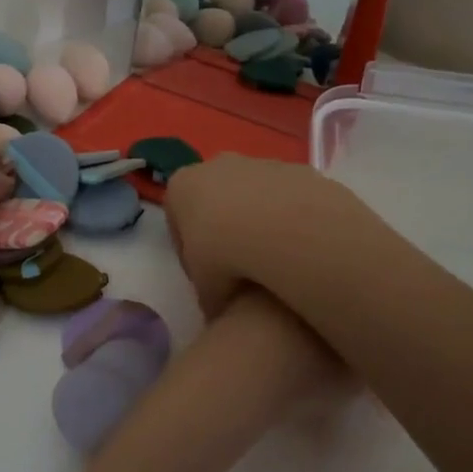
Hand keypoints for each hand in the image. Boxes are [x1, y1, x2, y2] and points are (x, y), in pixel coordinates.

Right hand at [162, 154, 362, 318]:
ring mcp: (259, 163)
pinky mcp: (296, 169)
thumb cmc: (226, 255)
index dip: (188, 251)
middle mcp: (216, 165)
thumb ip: (208, 293)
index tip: (203, 276)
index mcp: (182, 186)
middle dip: (222, 229)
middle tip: (237, 267)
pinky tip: (297, 245)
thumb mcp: (205, 288)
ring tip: (272, 259)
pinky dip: (287, 217)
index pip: (176, 218)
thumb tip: (219, 308)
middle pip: (213, 200)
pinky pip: (286, 197)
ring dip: (257, 221)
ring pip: (252, 195)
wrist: (286, 229)